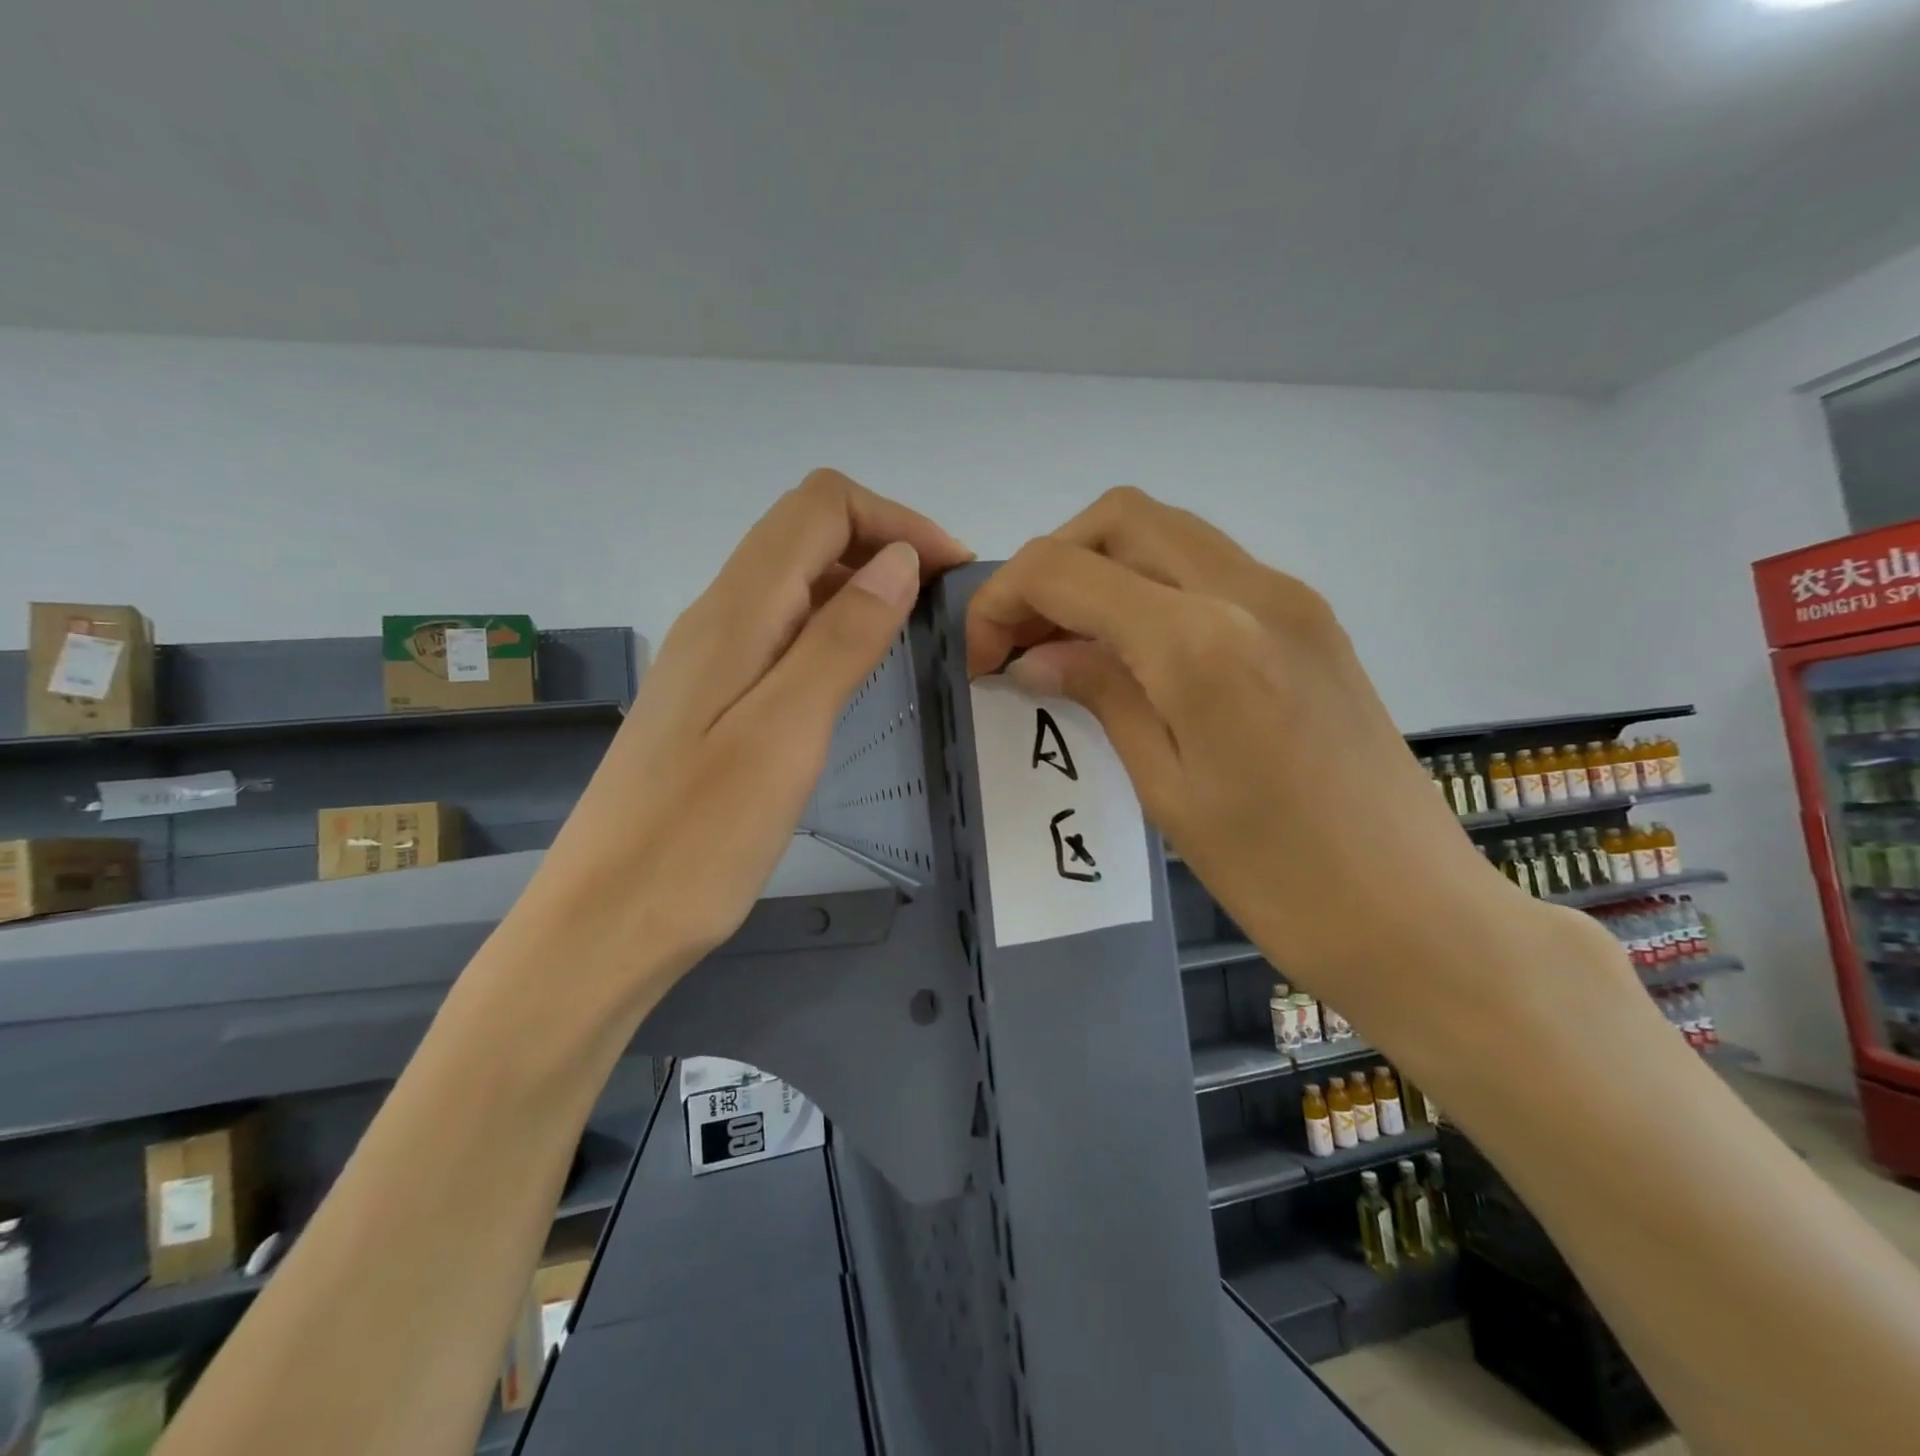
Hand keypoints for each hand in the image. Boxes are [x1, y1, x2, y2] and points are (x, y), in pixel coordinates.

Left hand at [527, 470, 971, 1011]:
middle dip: (885, 545)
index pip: (820, 509)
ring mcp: (711, 660)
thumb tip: (899, 560)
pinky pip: (782, 632)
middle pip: (806, 535)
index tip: (952, 572)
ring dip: (862, 586)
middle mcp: (718, 618)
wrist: (607, 923)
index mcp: (735, 612)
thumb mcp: (786, 733)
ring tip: (916, 632)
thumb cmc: (699, 838)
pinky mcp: (713, 701)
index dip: (895, 519)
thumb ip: (842, 639)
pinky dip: (834, 629)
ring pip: (795, 583)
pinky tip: (858, 674)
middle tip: (944, 604)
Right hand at [965, 487, 1599, 1048]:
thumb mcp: (1166, 790)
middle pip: (1119, 518)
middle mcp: (1249, 591)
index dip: (1002, 600)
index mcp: (1200, 642)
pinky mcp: (1312, 620)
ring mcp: (1290, 598)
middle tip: (1025, 640)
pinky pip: (1210, 567)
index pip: (1065, 570)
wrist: (1418, 916)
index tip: (982, 658)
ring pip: (1167, 532)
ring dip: (1103, 569)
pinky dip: (1152, 586)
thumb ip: (1101, 695)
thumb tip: (1036, 656)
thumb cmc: (1277, 878)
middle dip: (1052, 564)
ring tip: (1072, 645)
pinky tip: (1138, 654)